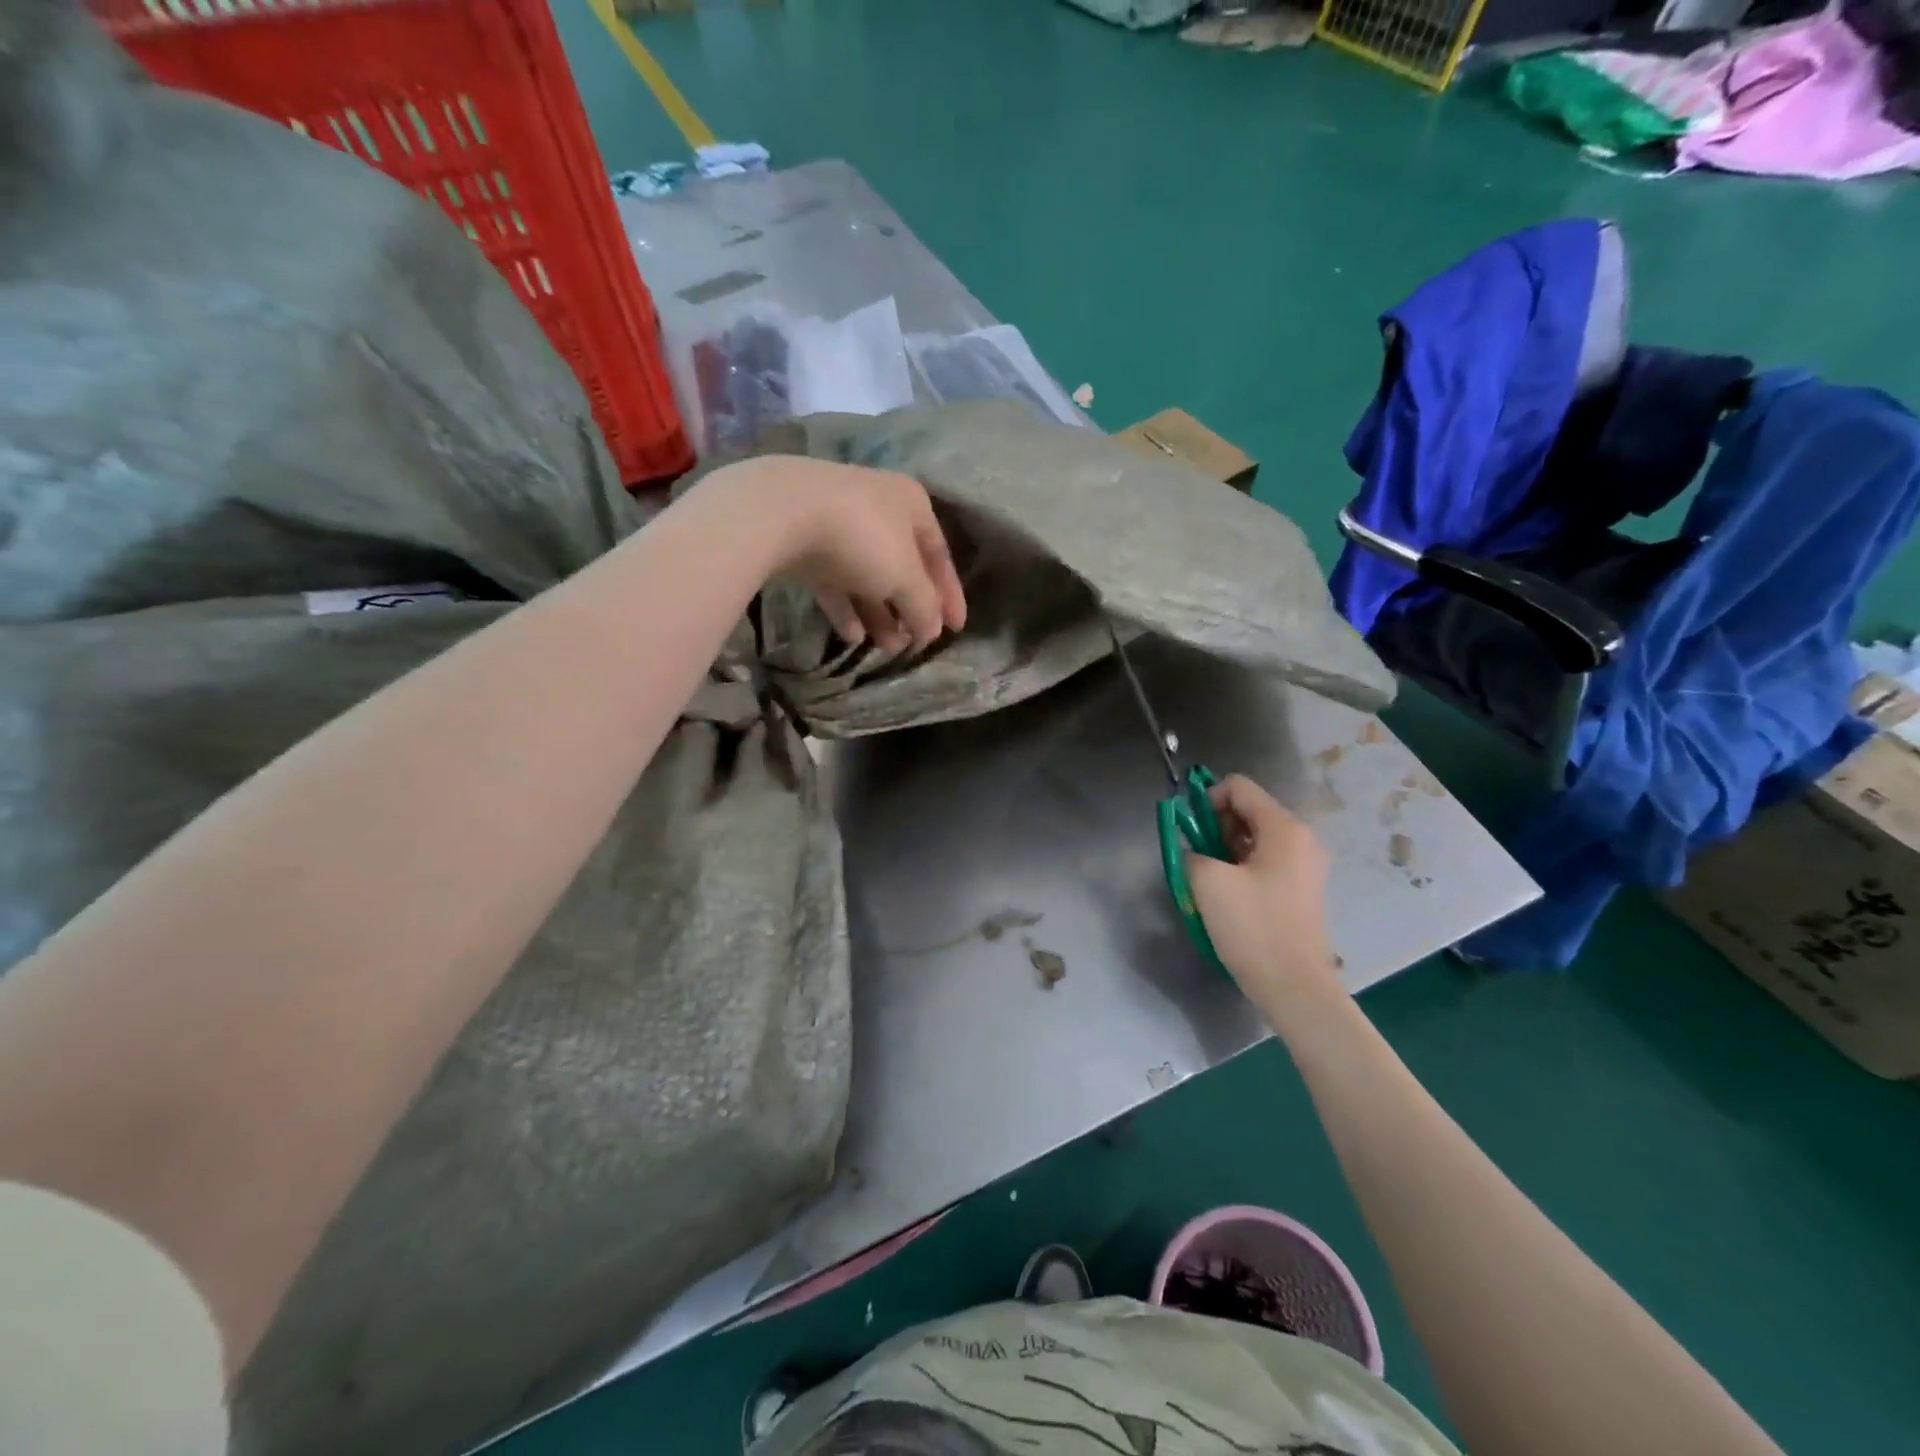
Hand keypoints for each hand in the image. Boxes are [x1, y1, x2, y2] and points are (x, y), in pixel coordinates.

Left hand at [722, 455, 966, 652]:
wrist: (779, 513)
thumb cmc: (862, 539)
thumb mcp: (905, 577)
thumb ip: (925, 607)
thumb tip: (931, 632)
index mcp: (912, 504)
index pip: (940, 554)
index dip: (950, 595)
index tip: (956, 630)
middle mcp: (877, 507)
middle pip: (902, 566)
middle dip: (910, 608)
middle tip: (914, 643)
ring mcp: (837, 523)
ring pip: (867, 575)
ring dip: (879, 613)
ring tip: (885, 648)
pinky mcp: (803, 541)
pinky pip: (834, 580)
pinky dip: (846, 607)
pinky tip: (852, 637)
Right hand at [1187, 775, 1345, 1023]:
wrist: (1294, 987)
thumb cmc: (1253, 927)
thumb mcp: (1208, 882)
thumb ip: (1192, 852)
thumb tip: (1194, 852)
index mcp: (1284, 828)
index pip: (1239, 787)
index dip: (1206, 800)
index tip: (1190, 831)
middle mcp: (1301, 839)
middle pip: (1248, 810)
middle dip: (1216, 826)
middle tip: (1199, 857)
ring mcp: (1305, 866)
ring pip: (1254, 838)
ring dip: (1225, 850)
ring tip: (1209, 880)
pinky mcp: (1301, 889)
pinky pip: (1265, 861)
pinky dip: (1241, 867)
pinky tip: (1228, 895)